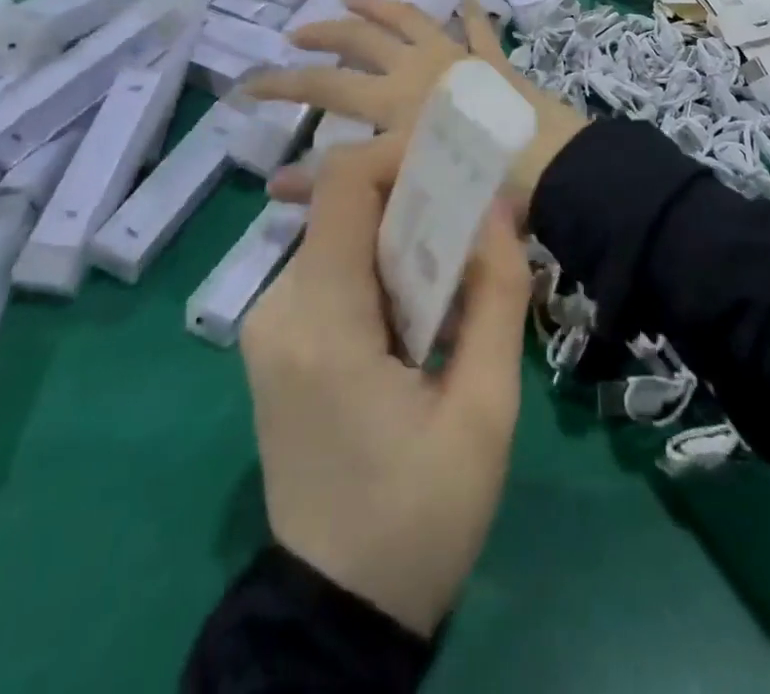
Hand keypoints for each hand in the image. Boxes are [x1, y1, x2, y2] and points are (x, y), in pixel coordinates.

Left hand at [240, 135, 530, 636]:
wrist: (337, 617)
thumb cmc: (420, 518)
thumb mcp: (485, 410)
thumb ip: (496, 296)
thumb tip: (499, 206)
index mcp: (322, 322)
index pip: (343, 184)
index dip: (400, 152)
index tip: (459, 163)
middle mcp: (279, 308)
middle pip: (346, 208)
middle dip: (416, 201)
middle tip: (477, 229)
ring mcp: (270, 326)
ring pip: (343, 238)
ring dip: (403, 240)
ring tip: (458, 282)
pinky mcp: (277, 343)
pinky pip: (334, 273)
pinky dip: (382, 271)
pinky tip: (421, 317)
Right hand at [247, 0, 586, 209]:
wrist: (545, 164)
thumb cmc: (469, 179)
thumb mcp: (399, 183)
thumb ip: (339, 182)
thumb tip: (275, 186)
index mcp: (391, 98)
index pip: (322, 86)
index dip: (283, 84)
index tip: (248, 85)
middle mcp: (417, 68)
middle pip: (361, 41)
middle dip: (325, 34)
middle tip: (297, 32)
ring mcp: (458, 58)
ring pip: (412, 20)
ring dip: (381, 6)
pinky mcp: (493, 62)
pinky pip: (478, 30)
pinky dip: (471, 15)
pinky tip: (467, 0)